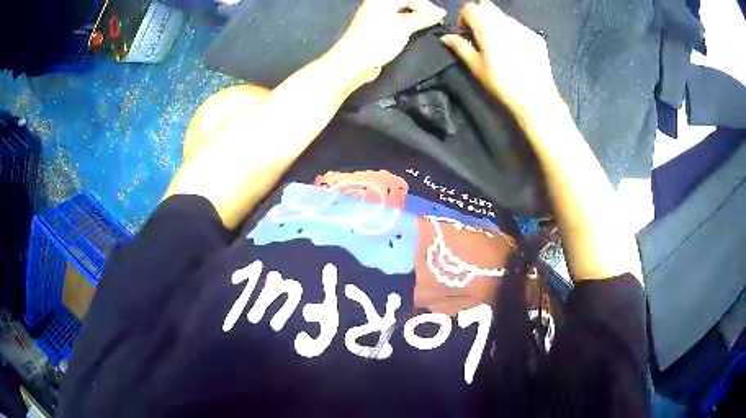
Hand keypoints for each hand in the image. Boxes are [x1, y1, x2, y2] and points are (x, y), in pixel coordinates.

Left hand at [329, 0, 446, 83]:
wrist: (353, 63)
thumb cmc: (377, 41)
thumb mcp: (404, 27)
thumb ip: (424, 17)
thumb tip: (441, 11)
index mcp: (382, 0)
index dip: (426, 6)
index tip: (437, 18)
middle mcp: (378, 5)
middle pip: (407, 3)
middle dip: (421, 12)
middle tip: (432, 25)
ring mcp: (377, 17)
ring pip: (403, 14)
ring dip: (415, 21)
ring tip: (425, 30)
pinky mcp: (377, 30)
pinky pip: (396, 23)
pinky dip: (406, 27)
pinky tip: (413, 35)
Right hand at [440, 1, 559, 118]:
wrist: (536, 98)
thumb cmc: (502, 85)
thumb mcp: (477, 68)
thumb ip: (460, 48)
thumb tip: (446, 37)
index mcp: (487, 28)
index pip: (470, 8)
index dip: (464, 18)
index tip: (466, 32)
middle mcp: (505, 22)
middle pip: (487, 6)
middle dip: (481, 16)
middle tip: (481, 35)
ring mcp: (523, 29)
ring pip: (504, 17)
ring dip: (497, 25)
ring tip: (501, 46)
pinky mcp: (536, 37)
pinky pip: (520, 28)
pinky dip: (514, 34)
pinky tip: (517, 53)